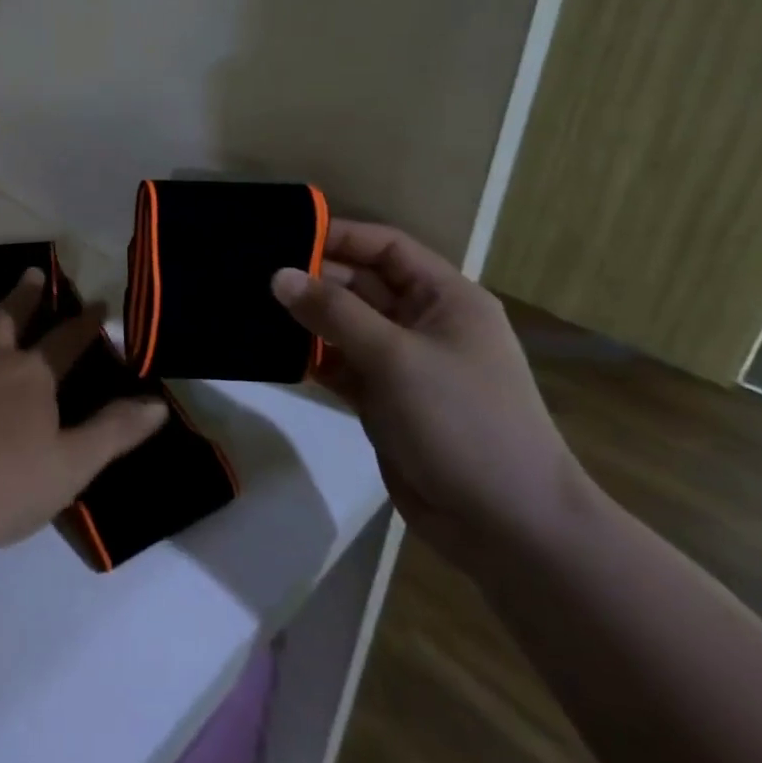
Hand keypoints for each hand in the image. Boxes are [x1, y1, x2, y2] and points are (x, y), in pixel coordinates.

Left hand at [0, 269, 168, 564]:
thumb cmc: (3, 490)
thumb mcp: (72, 466)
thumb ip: (115, 432)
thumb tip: (158, 404)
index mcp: (29, 377)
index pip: (65, 342)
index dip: (85, 322)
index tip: (98, 301)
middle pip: (9, 318)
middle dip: (24, 294)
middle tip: (31, 270)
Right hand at [271, 222, 591, 564]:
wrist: (508, 527)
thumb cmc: (463, 421)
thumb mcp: (395, 357)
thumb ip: (333, 312)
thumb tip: (278, 276)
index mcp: (445, 298)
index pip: (386, 248)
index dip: (339, 236)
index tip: (283, 235)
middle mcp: (424, 323)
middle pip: (361, 284)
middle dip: (314, 278)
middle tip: (254, 275)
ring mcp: (403, 364)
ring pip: (345, 325)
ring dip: (307, 319)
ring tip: (253, 307)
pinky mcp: (384, 400)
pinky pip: (340, 364)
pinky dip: (312, 357)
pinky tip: (273, 351)